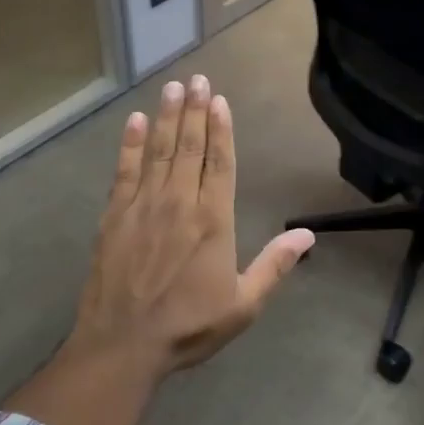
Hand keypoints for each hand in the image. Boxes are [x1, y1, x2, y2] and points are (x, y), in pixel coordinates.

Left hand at [71, 74, 313, 374]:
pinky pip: (125, 170)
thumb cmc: (187, 326)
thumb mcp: (242, 304)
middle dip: (195, 110)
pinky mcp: (114, 215)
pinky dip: (131, 143)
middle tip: (197, 78)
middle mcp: (179, 202)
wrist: (122, 346)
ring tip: (173, 87)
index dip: (222, 129)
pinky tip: (135, 121)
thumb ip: (274, 266)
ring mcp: (143, 205)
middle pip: (190, 147)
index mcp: (212, 220)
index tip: (220, 100)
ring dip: (168, 116)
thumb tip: (308, 236)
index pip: (220, 163)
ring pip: (159, 150)